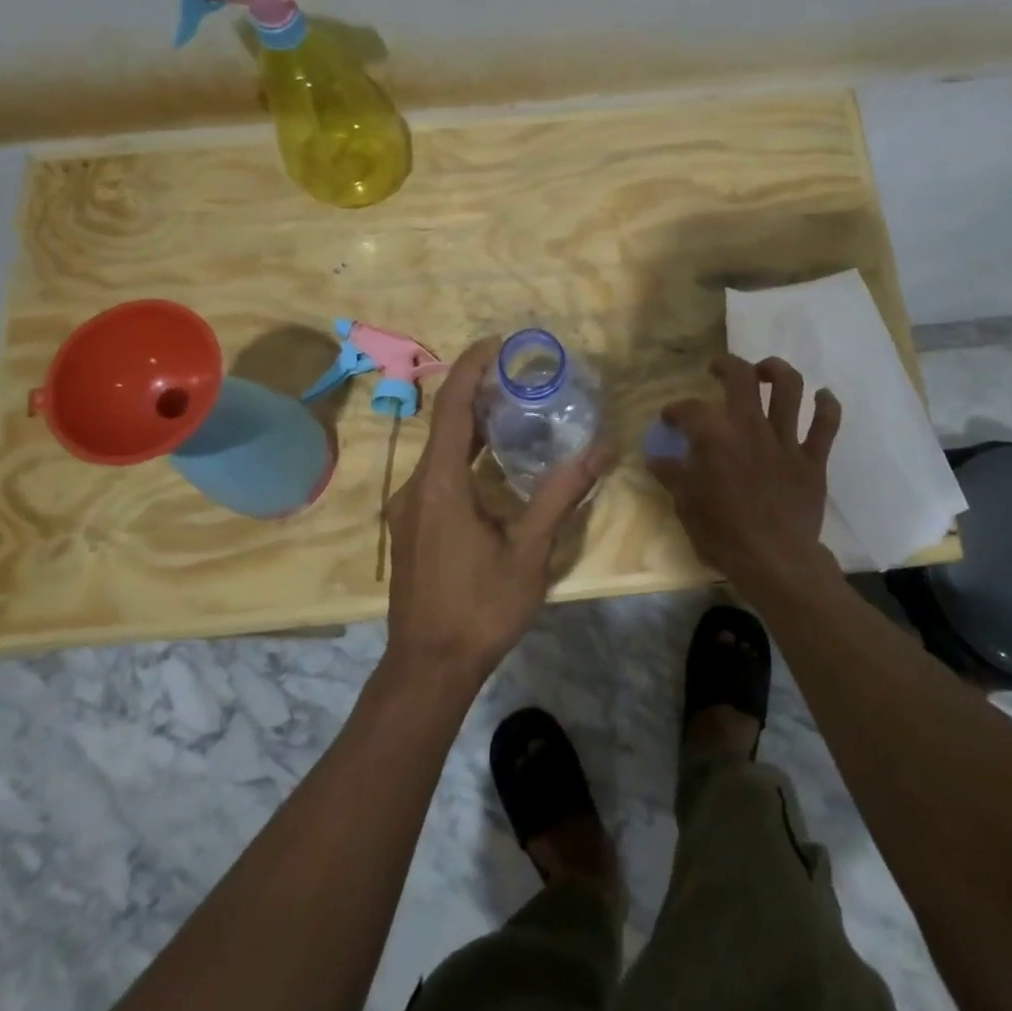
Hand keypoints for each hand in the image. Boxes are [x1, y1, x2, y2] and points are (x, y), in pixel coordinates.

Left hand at [384, 337, 610, 680]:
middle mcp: (417, 487)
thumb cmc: (479, 609)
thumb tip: (600, 450)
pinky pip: (438, 474)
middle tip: (519, 374)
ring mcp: (410, 508)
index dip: (471, 369)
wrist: (428, 667)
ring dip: (473, 426)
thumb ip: (560, 496)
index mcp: (440, 485)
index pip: (453, 409)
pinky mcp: (413, 525)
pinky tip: (496, 462)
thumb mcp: (528, 552)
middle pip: (445, 424)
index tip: (497, 343)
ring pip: (441, 451)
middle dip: (478, 392)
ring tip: (515, 408)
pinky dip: (466, 455)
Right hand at [649, 355, 840, 590]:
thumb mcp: (686, 506)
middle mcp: (750, 428)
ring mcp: (786, 441)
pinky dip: (827, 406)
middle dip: (727, 366)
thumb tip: (655, 458)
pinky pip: (826, 424)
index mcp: (715, 438)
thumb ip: (672, 476)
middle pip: (742, 377)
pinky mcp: (813, 459)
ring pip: (789, 388)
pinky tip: (822, 397)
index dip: (676, 410)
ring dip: (777, 371)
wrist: (775, 562)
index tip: (669, 419)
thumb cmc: (723, 536)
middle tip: (718, 370)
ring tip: (766, 372)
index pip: (690, 409)